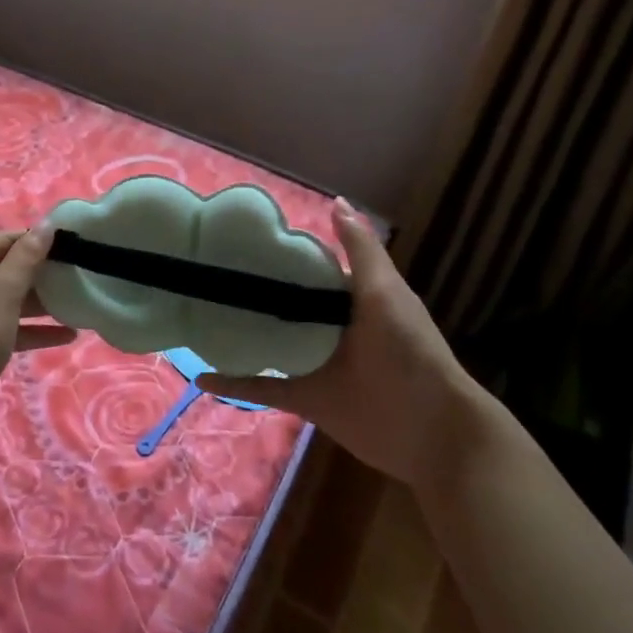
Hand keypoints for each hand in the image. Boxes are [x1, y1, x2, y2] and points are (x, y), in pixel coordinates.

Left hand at [0, 227, 75, 446]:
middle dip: (43, 274)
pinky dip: (34, 329)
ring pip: (10, 300)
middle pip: (8, 269)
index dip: (38, 242)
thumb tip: (46, 225)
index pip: (5, 239)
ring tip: (80, 304)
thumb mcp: (3, 291)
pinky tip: (68, 335)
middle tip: (81, 276)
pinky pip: (9, 326)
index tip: (74, 248)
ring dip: (42, 303)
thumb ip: (27, 257)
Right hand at [197, 199, 478, 490]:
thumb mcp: (386, 292)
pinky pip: (262, 389)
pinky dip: (234, 384)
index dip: (281, 255)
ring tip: (198, 316)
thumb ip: (361, 250)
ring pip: (268, 345)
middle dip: (252, 293)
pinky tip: (201, 377)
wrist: (433, 431)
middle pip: (284, 306)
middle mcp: (329, 330)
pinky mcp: (305, 399)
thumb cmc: (410, 352)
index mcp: (350, 301)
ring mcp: (315, 365)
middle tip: (209, 274)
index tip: (240, 240)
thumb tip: (335, 201)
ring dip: (239, 335)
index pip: (310, 270)